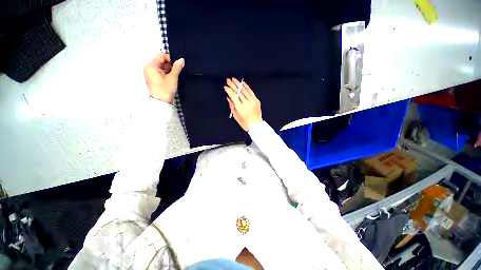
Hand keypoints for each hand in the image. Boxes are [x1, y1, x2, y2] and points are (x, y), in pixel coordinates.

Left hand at [143, 53, 183, 103]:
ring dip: (168, 69)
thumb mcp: (173, 77)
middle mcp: (148, 69)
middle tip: (178, 68)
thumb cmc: (165, 90)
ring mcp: (150, 74)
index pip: (161, 56)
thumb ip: (177, 67)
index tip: (178, 62)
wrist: (162, 102)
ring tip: (175, 74)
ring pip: (160, 67)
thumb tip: (181, 60)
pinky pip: (159, 73)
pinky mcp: (153, 80)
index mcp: (151, 66)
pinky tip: (172, 77)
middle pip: (160, 61)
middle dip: (169, 64)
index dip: (170, 58)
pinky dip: (165, 73)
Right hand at [224, 78, 262, 131]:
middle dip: (232, 85)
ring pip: (245, 90)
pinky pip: (251, 92)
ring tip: (234, 79)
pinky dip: (247, 87)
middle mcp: (247, 103)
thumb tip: (228, 98)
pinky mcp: (256, 101)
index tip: (225, 87)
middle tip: (228, 80)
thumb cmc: (246, 123)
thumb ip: (232, 106)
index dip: (229, 90)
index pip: (233, 96)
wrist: (256, 126)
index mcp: (241, 108)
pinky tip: (243, 83)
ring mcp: (252, 101)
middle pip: (238, 91)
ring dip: (239, 84)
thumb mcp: (236, 116)